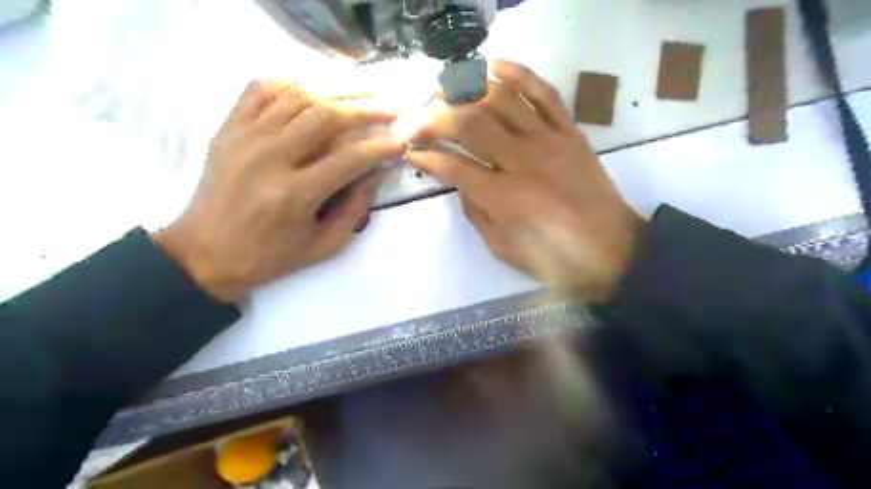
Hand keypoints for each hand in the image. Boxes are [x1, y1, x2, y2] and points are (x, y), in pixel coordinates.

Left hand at [153, 80, 403, 301]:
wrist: (205, 253)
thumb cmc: (270, 257)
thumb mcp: (323, 246)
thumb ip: (355, 209)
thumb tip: (376, 173)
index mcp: (296, 193)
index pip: (350, 157)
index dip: (381, 147)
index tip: (401, 141)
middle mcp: (270, 157)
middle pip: (326, 115)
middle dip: (366, 108)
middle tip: (391, 108)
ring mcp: (245, 137)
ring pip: (298, 95)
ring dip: (337, 89)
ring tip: (363, 90)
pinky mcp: (229, 129)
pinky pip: (261, 89)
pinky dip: (291, 81)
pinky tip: (314, 86)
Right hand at [407, 62, 637, 301]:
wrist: (614, 252)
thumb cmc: (556, 260)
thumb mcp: (504, 248)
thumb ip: (477, 213)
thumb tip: (460, 182)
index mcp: (504, 198)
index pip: (454, 167)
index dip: (427, 157)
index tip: (411, 151)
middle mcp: (523, 161)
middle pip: (470, 125)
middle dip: (435, 118)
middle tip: (417, 119)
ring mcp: (550, 141)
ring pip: (502, 100)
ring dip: (467, 89)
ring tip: (446, 89)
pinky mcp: (570, 132)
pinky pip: (544, 94)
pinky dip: (519, 74)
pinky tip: (494, 66)